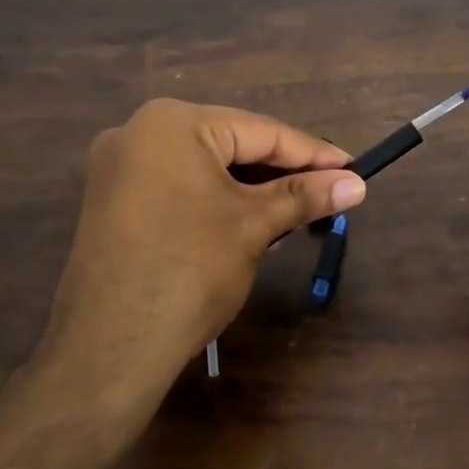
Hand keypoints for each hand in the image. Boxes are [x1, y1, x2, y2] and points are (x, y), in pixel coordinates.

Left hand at [38, 99, 365, 407]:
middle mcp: (138, 131)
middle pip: (230, 144)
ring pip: (203, 166)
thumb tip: (357, 184)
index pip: (260, 131)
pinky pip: (178, 186)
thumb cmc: (189, 272)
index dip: (312, 153)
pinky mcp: (112, 201)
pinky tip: (247, 217)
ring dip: (250, 186)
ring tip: (297, 206)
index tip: (353, 170)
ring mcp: (118, 167)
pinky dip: (215, 198)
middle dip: (280, 170)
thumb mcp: (253, 226)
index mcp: (172, 123)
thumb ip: (304, 196)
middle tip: (329, 190)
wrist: (110, 346)